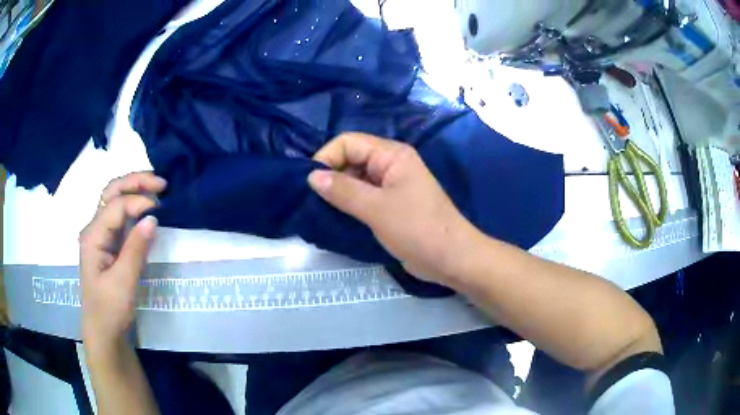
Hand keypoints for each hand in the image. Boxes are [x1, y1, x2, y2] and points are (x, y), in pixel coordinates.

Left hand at [79, 172, 166, 352]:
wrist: (103, 331)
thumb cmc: (110, 310)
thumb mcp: (123, 283)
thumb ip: (135, 249)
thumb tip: (152, 217)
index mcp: (92, 236)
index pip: (116, 206)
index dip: (138, 201)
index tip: (160, 208)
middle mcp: (94, 228)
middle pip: (112, 192)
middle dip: (135, 182)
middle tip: (160, 182)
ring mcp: (100, 235)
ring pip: (114, 200)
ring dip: (134, 189)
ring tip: (156, 187)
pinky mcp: (108, 243)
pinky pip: (120, 216)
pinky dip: (133, 205)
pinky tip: (146, 205)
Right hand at [308, 133, 480, 283]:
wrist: (451, 259)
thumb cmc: (418, 229)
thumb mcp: (377, 208)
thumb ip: (343, 190)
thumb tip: (311, 176)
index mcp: (392, 155)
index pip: (349, 142)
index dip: (327, 157)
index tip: (310, 182)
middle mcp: (390, 165)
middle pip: (351, 159)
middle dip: (330, 175)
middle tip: (311, 198)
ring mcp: (391, 186)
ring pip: (355, 179)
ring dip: (337, 191)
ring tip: (318, 208)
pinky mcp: (390, 205)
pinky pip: (363, 196)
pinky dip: (348, 203)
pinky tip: (334, 216)